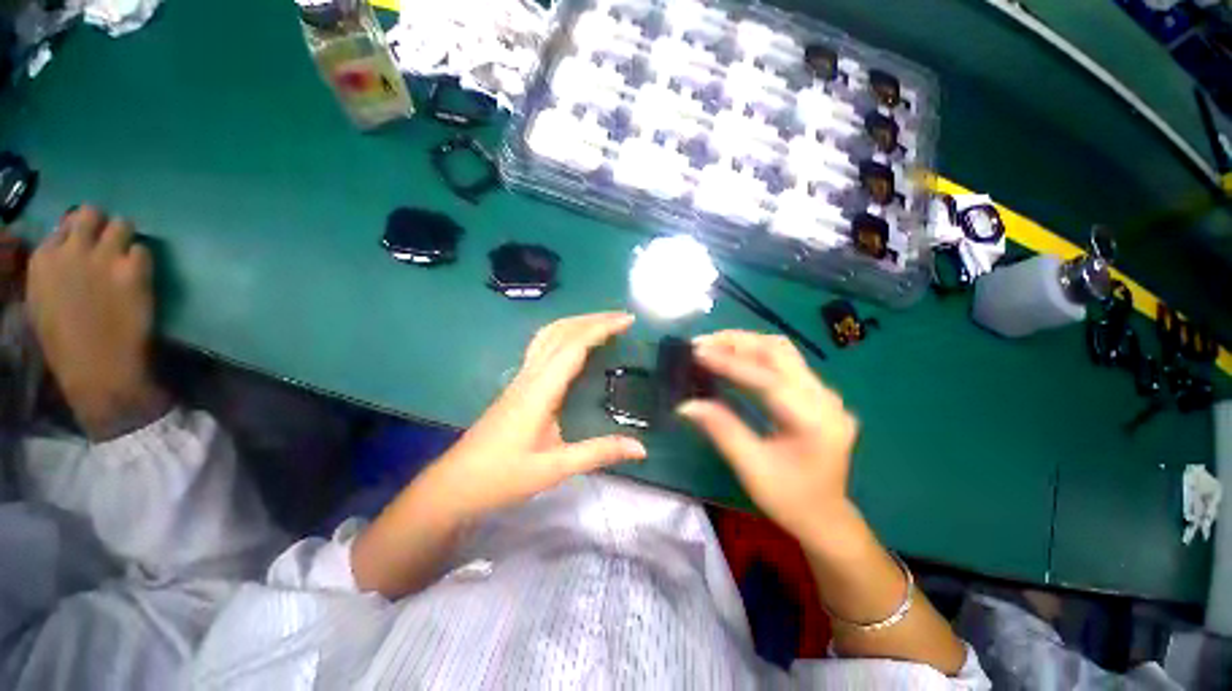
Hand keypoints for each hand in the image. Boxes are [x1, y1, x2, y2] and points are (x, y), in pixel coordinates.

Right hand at [27, 206, 167, 438]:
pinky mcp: (132, 271)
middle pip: (92, 213)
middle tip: (111, 242)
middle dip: (103, 224)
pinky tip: (140, 276)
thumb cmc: (64, 342)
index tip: (87, 245)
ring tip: (127, 256)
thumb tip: (65, 250)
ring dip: (126, 237)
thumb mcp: (41, 300)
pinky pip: (144, 250)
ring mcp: (103, 258)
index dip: (80, 234)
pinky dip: (143, 260)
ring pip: (122, 224)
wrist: (96, 367)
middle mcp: (71, 250)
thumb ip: (52, 270)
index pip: (65, 225)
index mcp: (42, 259)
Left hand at [422, 312, 646, 520]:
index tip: (626, 321)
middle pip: (560, 332)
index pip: (573, 347)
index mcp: (539, 391)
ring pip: (548, 335)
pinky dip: (564, 335)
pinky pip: (542, 347)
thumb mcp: (555, 468)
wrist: (456, 484)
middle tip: (622, 318)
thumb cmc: (503, 476)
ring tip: (603, 323)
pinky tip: (574, 344)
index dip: (601, 329)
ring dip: (576, 323)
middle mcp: (529, 376)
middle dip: (592, 319)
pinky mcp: (518, 385)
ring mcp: (521, 378)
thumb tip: (641, 448)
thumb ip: (598, 453)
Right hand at [679, 331, 858, 544]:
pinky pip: (783, 362)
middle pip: (779, 352)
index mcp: (814, 421)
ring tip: (713, 345)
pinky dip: (754, 354)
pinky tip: (732, 357)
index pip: (767, 379)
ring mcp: (824, 393)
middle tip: (701, 343)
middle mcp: (825, 398)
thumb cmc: (789, 499)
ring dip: (745, 343)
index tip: (697, 352)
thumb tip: (686, 403)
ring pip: (782, 351)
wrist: (826, 518)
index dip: (729, 363)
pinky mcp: (816, 394)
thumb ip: (720, 429)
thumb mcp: (751, 468)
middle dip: (737, 342)